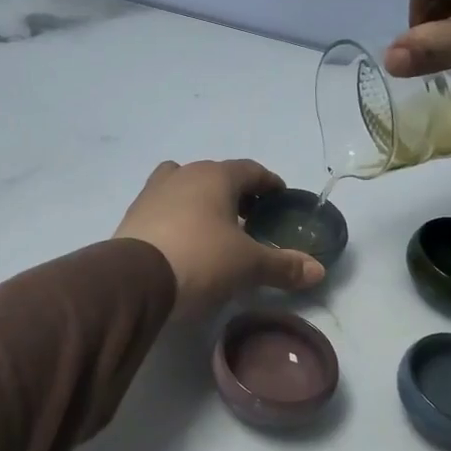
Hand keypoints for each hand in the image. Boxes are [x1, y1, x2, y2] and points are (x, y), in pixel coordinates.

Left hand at [113, 159, 324, 314]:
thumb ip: (283, 265)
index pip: (250, 170)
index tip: (280, 198)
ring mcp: (152, 193)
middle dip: (235, 193)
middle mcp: (182, 175)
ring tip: (214, 229)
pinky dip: (178, 218)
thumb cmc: (200, 260)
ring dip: (201, 201)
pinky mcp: (132, 216)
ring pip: (184, 187)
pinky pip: (163, 208)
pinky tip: (184, 243)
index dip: (269, 183)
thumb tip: (318, 271)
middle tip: (250, 218)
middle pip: (216, 176)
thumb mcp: (248, 265)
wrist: (134, 280)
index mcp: (215, 176)